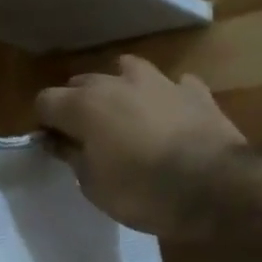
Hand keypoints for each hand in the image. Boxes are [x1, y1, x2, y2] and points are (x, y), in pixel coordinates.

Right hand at [36, 56, 246, 237]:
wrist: (216, 188)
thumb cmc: (142, 191)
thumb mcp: (93, 185)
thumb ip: (71, 156)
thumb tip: (58, 141)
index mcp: (84, 105)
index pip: (44, 101)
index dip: (45, 123)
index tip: (54, 146)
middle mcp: (116, 83)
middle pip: (81, 83)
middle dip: (77, 105)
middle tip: (86, 136)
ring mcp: (159, 82)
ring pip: (126, 70)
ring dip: (119, 88)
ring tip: (125, 115)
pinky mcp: (195, 92)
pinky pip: (172, 85)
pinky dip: (164, 97)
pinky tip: (169, 116)